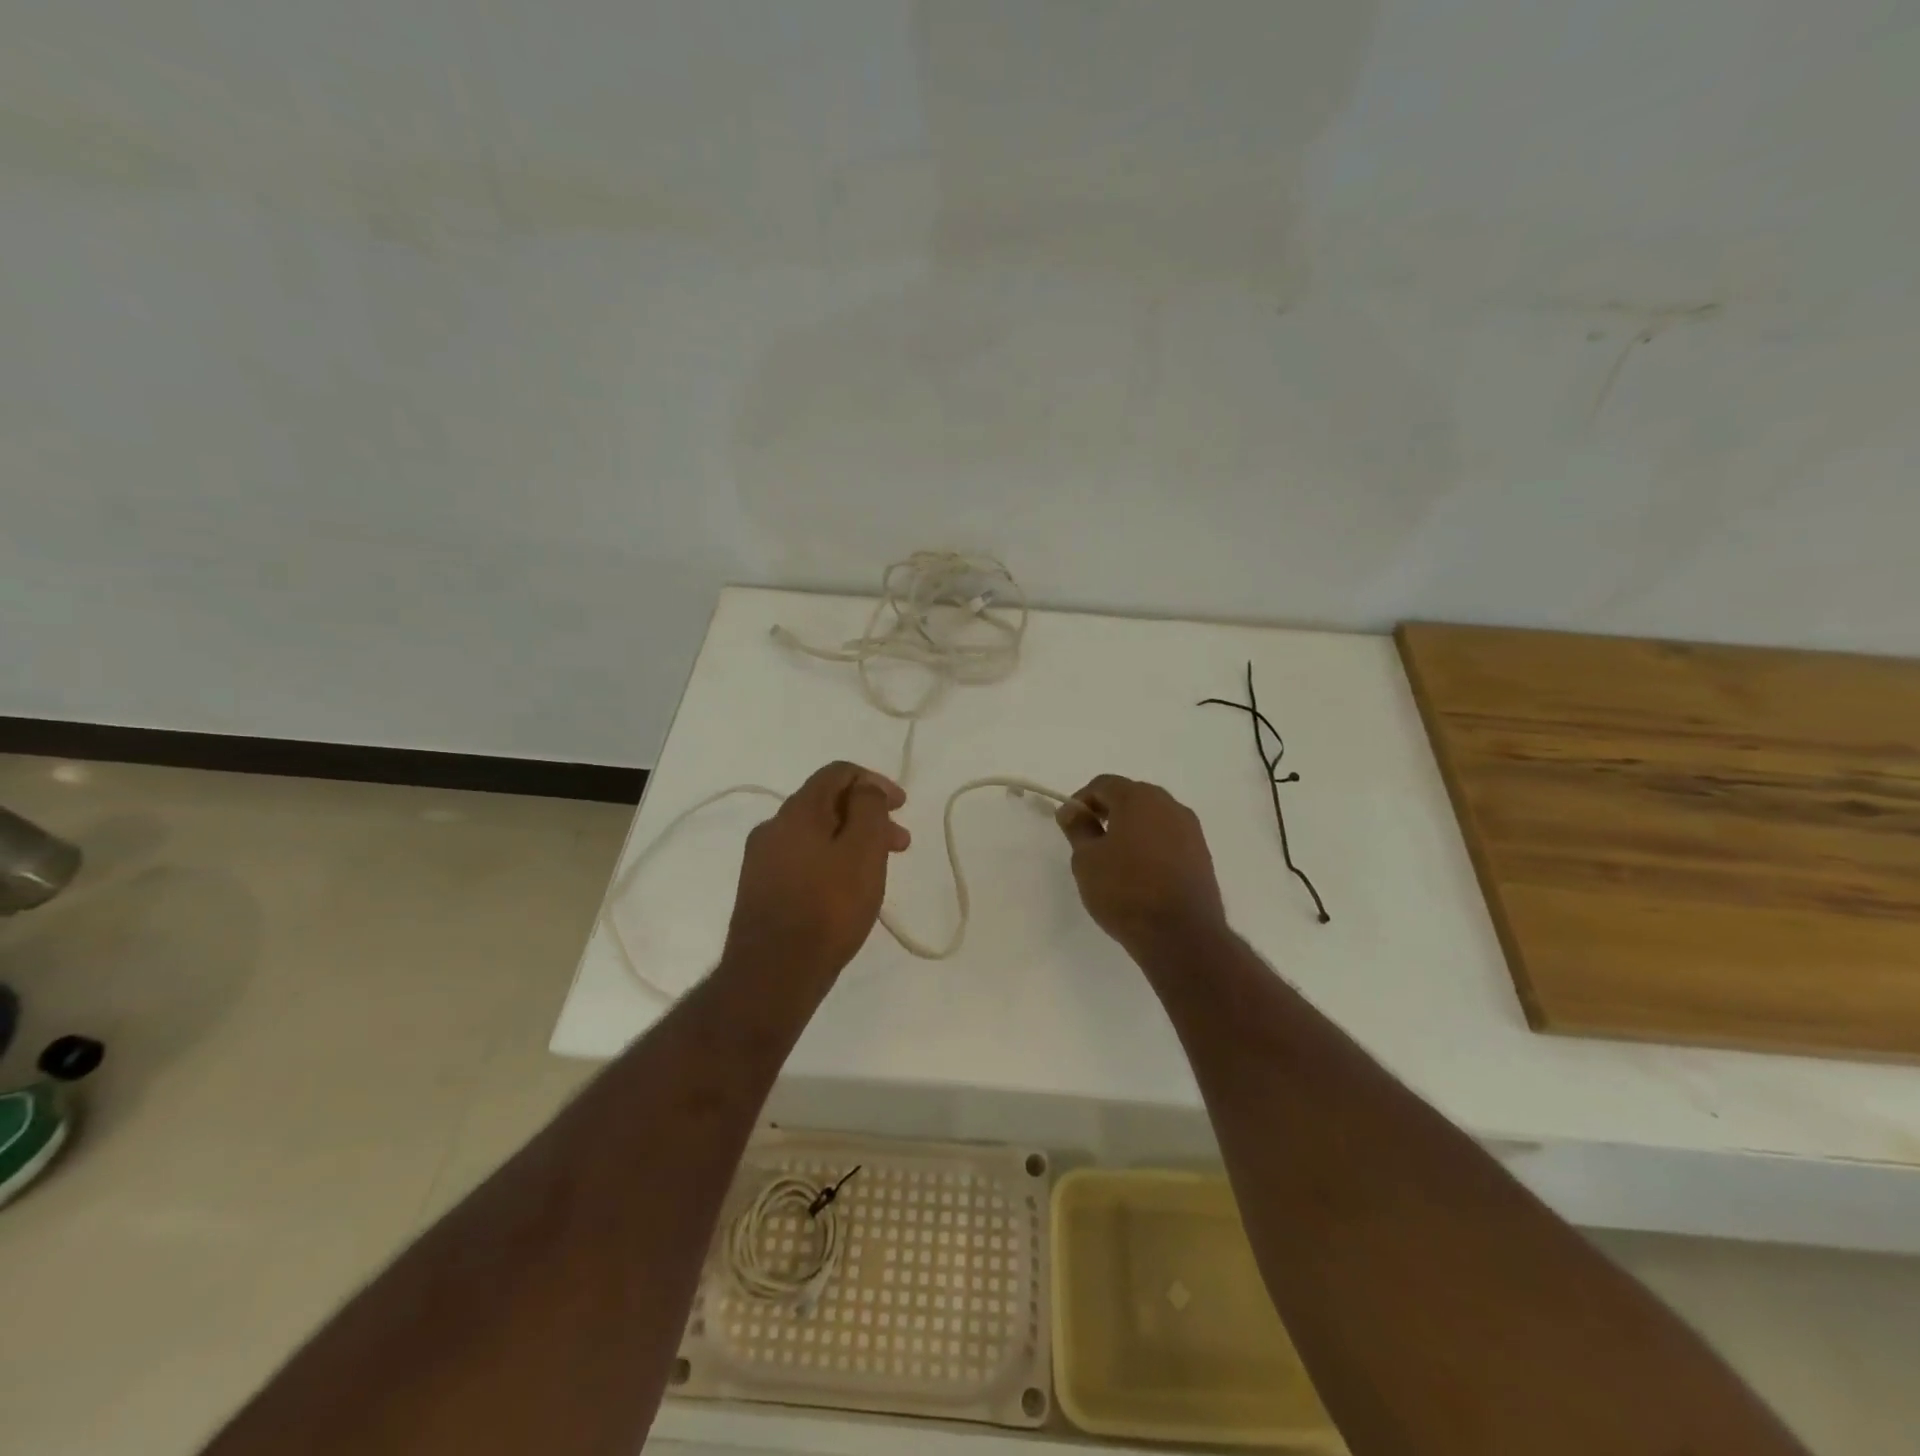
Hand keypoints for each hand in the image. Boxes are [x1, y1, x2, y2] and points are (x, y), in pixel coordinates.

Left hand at [723, 762, 910, 989]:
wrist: (773, 974)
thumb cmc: (828, 907)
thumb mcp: (863, 851)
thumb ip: (869, 809)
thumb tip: (865, 789)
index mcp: (797, 810)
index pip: (837, 773)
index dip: (874, 781)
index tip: (902, 807)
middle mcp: (773, 827)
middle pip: (827, 803)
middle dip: (868, 815)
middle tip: (900, 843)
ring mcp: (762, 860)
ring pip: (816, 833)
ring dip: (852, 840)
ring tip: (878, 869)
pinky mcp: (761, 889)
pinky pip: (803, 859)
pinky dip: (832, 860)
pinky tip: (846, 889)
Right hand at [1056, 775, 1227, 957]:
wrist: (1181, 934)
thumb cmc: (1125, 890)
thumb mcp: (1087, 859)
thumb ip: (1078, 828)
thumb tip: (1072, 810)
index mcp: (1139, 798)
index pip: (1103, 784)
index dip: (1081, 800)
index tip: (1070, 825)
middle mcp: (1169, 805)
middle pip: (1131, 796)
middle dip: (1108, 811)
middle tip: (1090, 839)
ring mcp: (1191, 829)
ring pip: (1153, 817)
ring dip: (1131, 828)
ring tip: (1114, 859)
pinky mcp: (1202, 854)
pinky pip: (1169, 837)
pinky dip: (1151, 845)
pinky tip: (1140, 872)